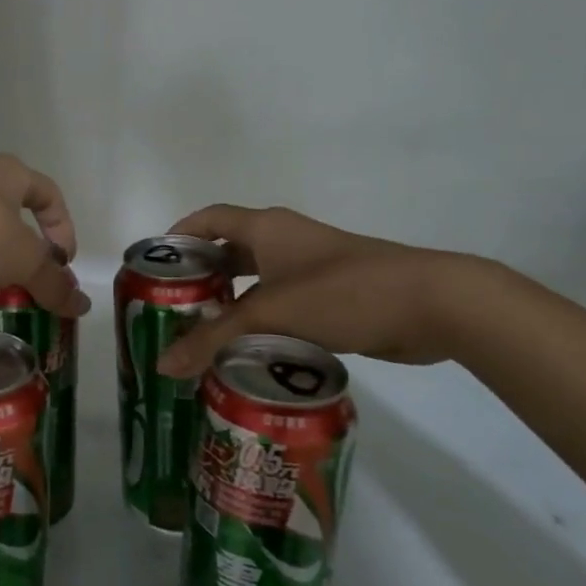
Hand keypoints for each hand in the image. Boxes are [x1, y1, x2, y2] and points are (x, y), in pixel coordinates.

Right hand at [155, 204, 474, 376]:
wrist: (431, 304)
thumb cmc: (344, 292)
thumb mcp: (272, 313)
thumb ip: (214, 339)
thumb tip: (162, 366)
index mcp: (266, 228)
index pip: (208, 219)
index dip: (178, 236)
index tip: (154, 266)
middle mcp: (284, 242)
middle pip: (228, 253)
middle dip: (199, 279)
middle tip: (170, 312)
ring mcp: (309, 270)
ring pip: (255, 285)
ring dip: (229, 308)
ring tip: (199, 339)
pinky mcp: (329, 299)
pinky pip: (280, 309)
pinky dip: (260, 326)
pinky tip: (244, 355)